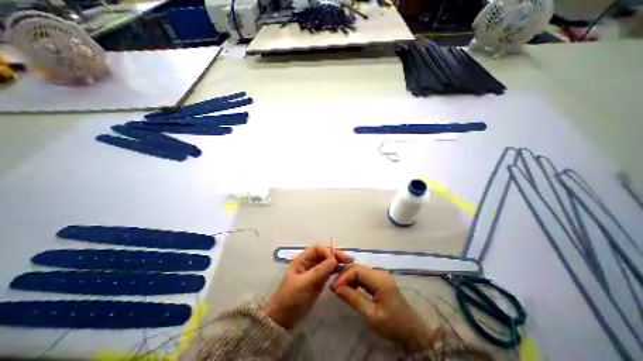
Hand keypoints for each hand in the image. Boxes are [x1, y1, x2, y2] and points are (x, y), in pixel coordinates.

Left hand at [262, 246, 350, 329]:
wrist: (284, 318)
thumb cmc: (290, 297)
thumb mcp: (303, 283)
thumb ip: (318, 272)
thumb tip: (334, 260)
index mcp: (302, 259)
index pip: (316, 249)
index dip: (326, 251)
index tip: (336, 259)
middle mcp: (309, 263)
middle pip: (324, 254)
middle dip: (335, 255)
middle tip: (348, 259)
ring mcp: (315, 272)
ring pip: (328, 263)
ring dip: (338, 262)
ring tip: (349, 264)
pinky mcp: (319, 280)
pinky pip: (329, 272)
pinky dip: (336, 271)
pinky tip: (344, 271)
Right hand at [328, 265, 427, 349]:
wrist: (412, 331)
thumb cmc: (393, 325)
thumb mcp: (371, 315)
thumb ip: (353, 299)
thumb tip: (336, 289)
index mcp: (380, 280)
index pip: (357, 270)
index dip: (344, 277)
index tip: (334, 288)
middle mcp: (380, 273)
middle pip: (358, 268)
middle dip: (345, 276)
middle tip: (334, 288)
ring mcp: (380, 275)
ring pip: (360, 270)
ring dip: (349, 277)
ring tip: (340, 288)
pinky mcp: (380, 279)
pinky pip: (364, 275)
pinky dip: (355, 280)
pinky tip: (350, 288)